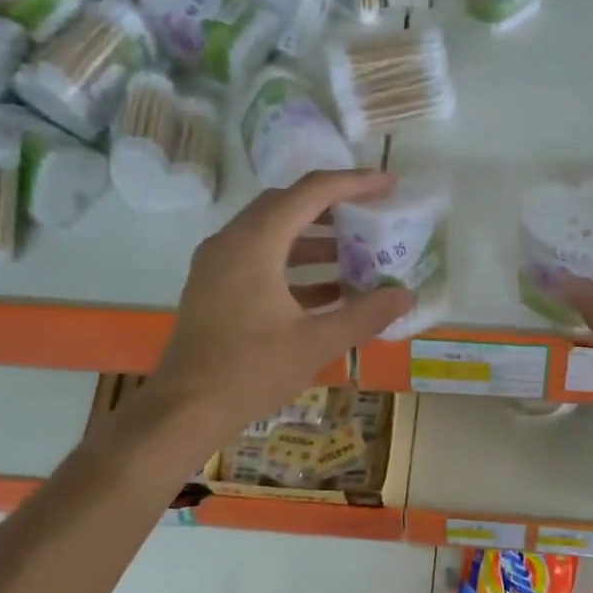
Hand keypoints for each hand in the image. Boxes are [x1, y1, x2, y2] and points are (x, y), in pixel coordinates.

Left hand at [143, 170, 413, 434]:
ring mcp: (218, 264)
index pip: (310, 193)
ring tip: (358, 254)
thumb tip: (406, 295)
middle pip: (287, 205)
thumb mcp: (316, 343)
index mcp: (255, 243)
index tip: (389, 185)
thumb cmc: (250, 371)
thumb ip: (365, 315)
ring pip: (272, 233)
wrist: (186, 409)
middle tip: (372, 216)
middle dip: (333, 208)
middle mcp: (231, 241)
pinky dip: (294, 265)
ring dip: (315, 240)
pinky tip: (328, 290)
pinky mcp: (215, 288)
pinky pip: (260, 259)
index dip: (354, 183)